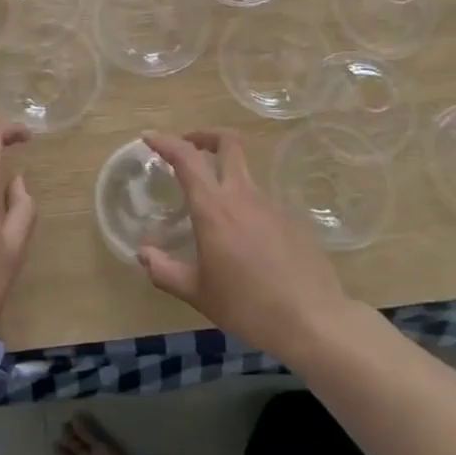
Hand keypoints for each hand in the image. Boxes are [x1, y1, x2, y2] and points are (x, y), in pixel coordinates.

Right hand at [137, 129, 355, 362]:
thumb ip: (165, 271)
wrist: (311, 319)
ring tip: (214, 213)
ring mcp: (272, 204)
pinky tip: (246, 244)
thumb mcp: (197, 293)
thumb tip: (144, 254)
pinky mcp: (292, 219)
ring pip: (245, 174)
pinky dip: (247, 209)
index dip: (166, 142)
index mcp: (214, 208)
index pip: (187, 158)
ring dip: (226, 177)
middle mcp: (243, 195)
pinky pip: (262, 203)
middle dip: (205, 135)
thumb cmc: (247, 306)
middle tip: (189, 147)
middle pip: (228, 142)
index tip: (150, 138)